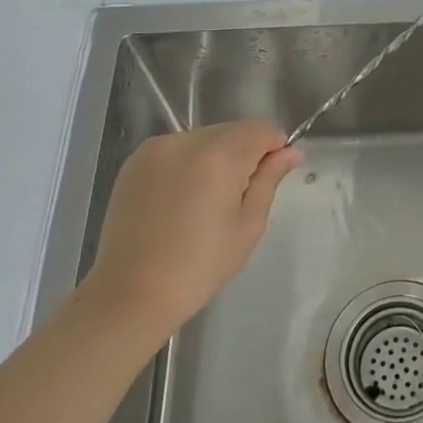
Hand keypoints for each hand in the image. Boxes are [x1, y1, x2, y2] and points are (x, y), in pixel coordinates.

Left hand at [84, 120, 301, 336]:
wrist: (131, 293)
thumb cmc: (200, 265)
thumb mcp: (248, 225)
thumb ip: (270, 179)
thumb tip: (291, 151)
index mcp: (218, 155)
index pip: (260, 128)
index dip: (274, 147)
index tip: (272, 176)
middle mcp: (186, 141)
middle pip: (232, 130)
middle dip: (244, 153)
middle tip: (239, 197)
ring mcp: (156, 149)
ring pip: (204, 138)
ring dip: (216, 157)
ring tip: (206, 202)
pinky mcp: (135, 162)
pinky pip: (177, 149)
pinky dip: (189, 164)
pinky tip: (182, 200)